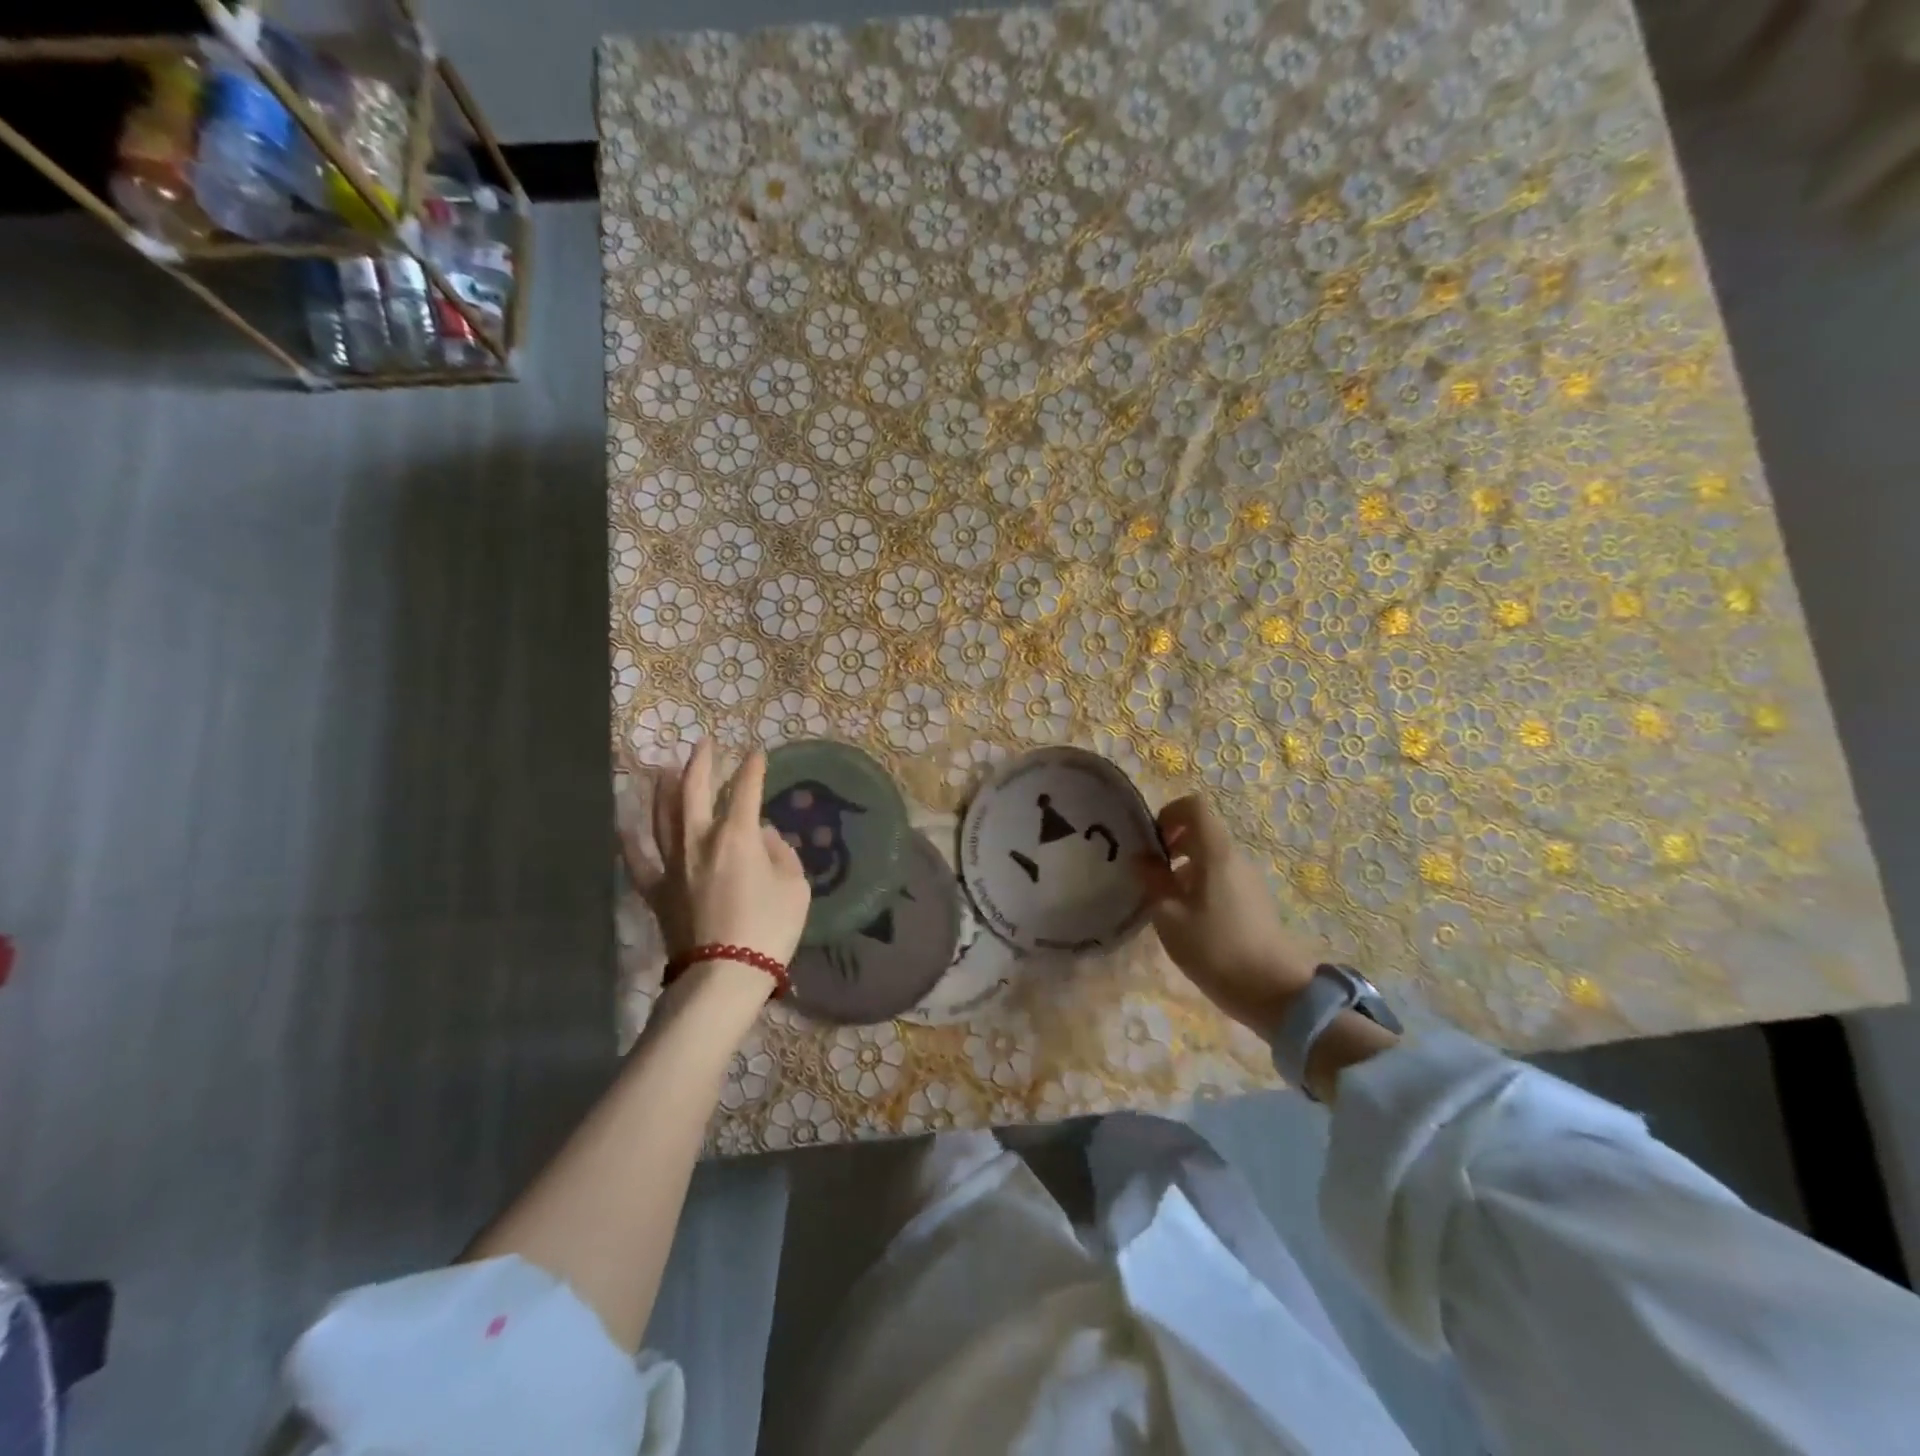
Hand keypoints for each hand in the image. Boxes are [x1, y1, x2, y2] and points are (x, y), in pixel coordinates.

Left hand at [650, 740, 810, 984]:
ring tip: (663, 771)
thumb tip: (762, 835)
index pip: (746, 790)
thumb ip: (780, 853)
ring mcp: (673, 864)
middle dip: (701, 764)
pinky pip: (638, 860)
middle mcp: (699, 839)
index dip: (753, 768)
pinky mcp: (656, 891)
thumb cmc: (768, 929)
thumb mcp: (795, 887)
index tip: (757, 753)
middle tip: (704, 745)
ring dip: (664, 789)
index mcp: (737, 835)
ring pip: (662, 816)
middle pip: (694, 791)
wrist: (724, 975)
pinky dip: (629, 841)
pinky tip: (622, 825)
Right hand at [1138, 795, 1323, 1036]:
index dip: (1169, 813)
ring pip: (1212, 857)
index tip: (1152, 842)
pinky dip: (1201, 885)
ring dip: (1185, 868)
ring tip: (1167, 902)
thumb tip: (1142, 860)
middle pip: (1203, 831)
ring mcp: (1249, 880)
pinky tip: (1190, 920)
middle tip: (1151, 874)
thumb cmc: (1216, 949)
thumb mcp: (1170, 917)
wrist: (1275, 992)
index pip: (1195, 806)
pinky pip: (1223, 878)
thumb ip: (1153, 882)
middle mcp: (1236, 858)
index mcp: (1216, 853)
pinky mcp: (1255, 902)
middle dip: (1173, 843)